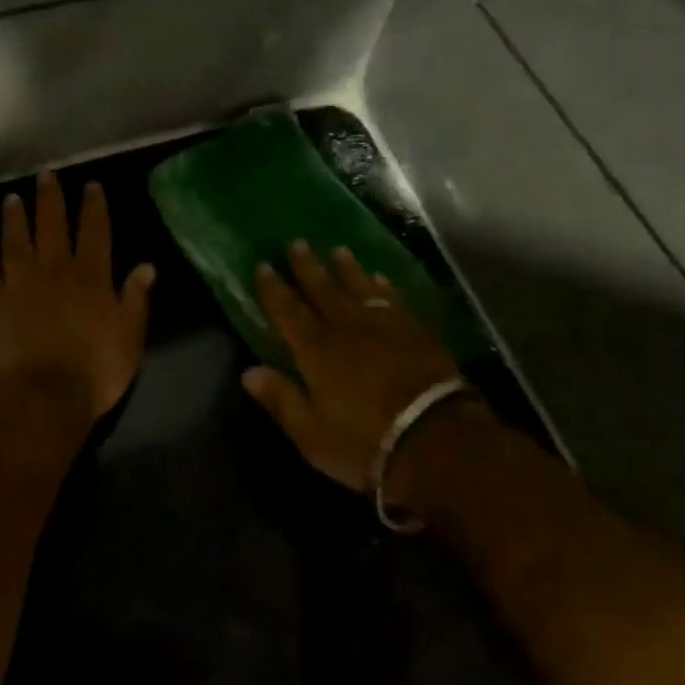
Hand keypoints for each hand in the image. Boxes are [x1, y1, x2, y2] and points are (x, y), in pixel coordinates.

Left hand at [0, 171, 155, 442]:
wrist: (42, 399)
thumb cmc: (94, 372)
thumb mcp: (129, 338)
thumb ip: (135, 299)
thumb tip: (146, 265)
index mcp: (91, 277)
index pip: (95, 232)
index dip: (94, 207)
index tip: (91, 185)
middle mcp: (54, 270)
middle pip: (52, 226)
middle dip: (51, 199)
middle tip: (46, 175)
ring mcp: (19, 283)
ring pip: (16, 240)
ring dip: (15, 217)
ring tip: (12, 197)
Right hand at [242, 241, 465, 495]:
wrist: (436, 439)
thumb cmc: (365, 442)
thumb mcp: (311, 433)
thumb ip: (281, 399)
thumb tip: (248, 371)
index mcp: (316, 350)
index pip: (287, 311)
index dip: (273, 288)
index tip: (263, 265)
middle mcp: (346, 328)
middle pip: (322, 289)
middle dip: (307, 266)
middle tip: (297, 242)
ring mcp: (384, 325)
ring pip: (358, 287)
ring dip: (346, 268)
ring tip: (338, 251)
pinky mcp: (415, 330)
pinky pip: (393, 299)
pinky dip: (383, 287)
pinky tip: (380, 279)